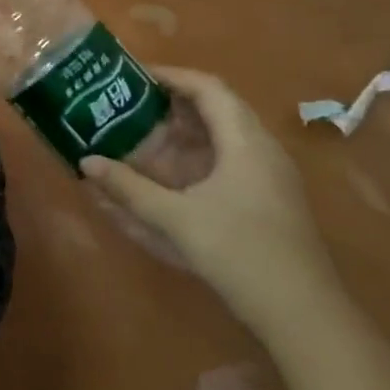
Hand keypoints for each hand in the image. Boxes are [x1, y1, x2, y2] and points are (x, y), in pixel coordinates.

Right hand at [82, 68, 342, 341]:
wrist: (303, 314)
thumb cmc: (239, 252)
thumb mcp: (176, 219)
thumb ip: (129, 189)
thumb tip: (87, 162)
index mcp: (245, 141)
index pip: (208, 88)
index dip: (171, 76)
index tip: (134, 75)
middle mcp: (263, 148)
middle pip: (219, 107)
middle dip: (175, 103)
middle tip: (134, 104)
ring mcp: (273, 175)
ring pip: (228, 135)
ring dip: (189, 130)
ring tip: (147, 135)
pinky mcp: (273, 199)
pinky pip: (234, 159)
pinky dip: (202, 155)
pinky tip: (177, 175)